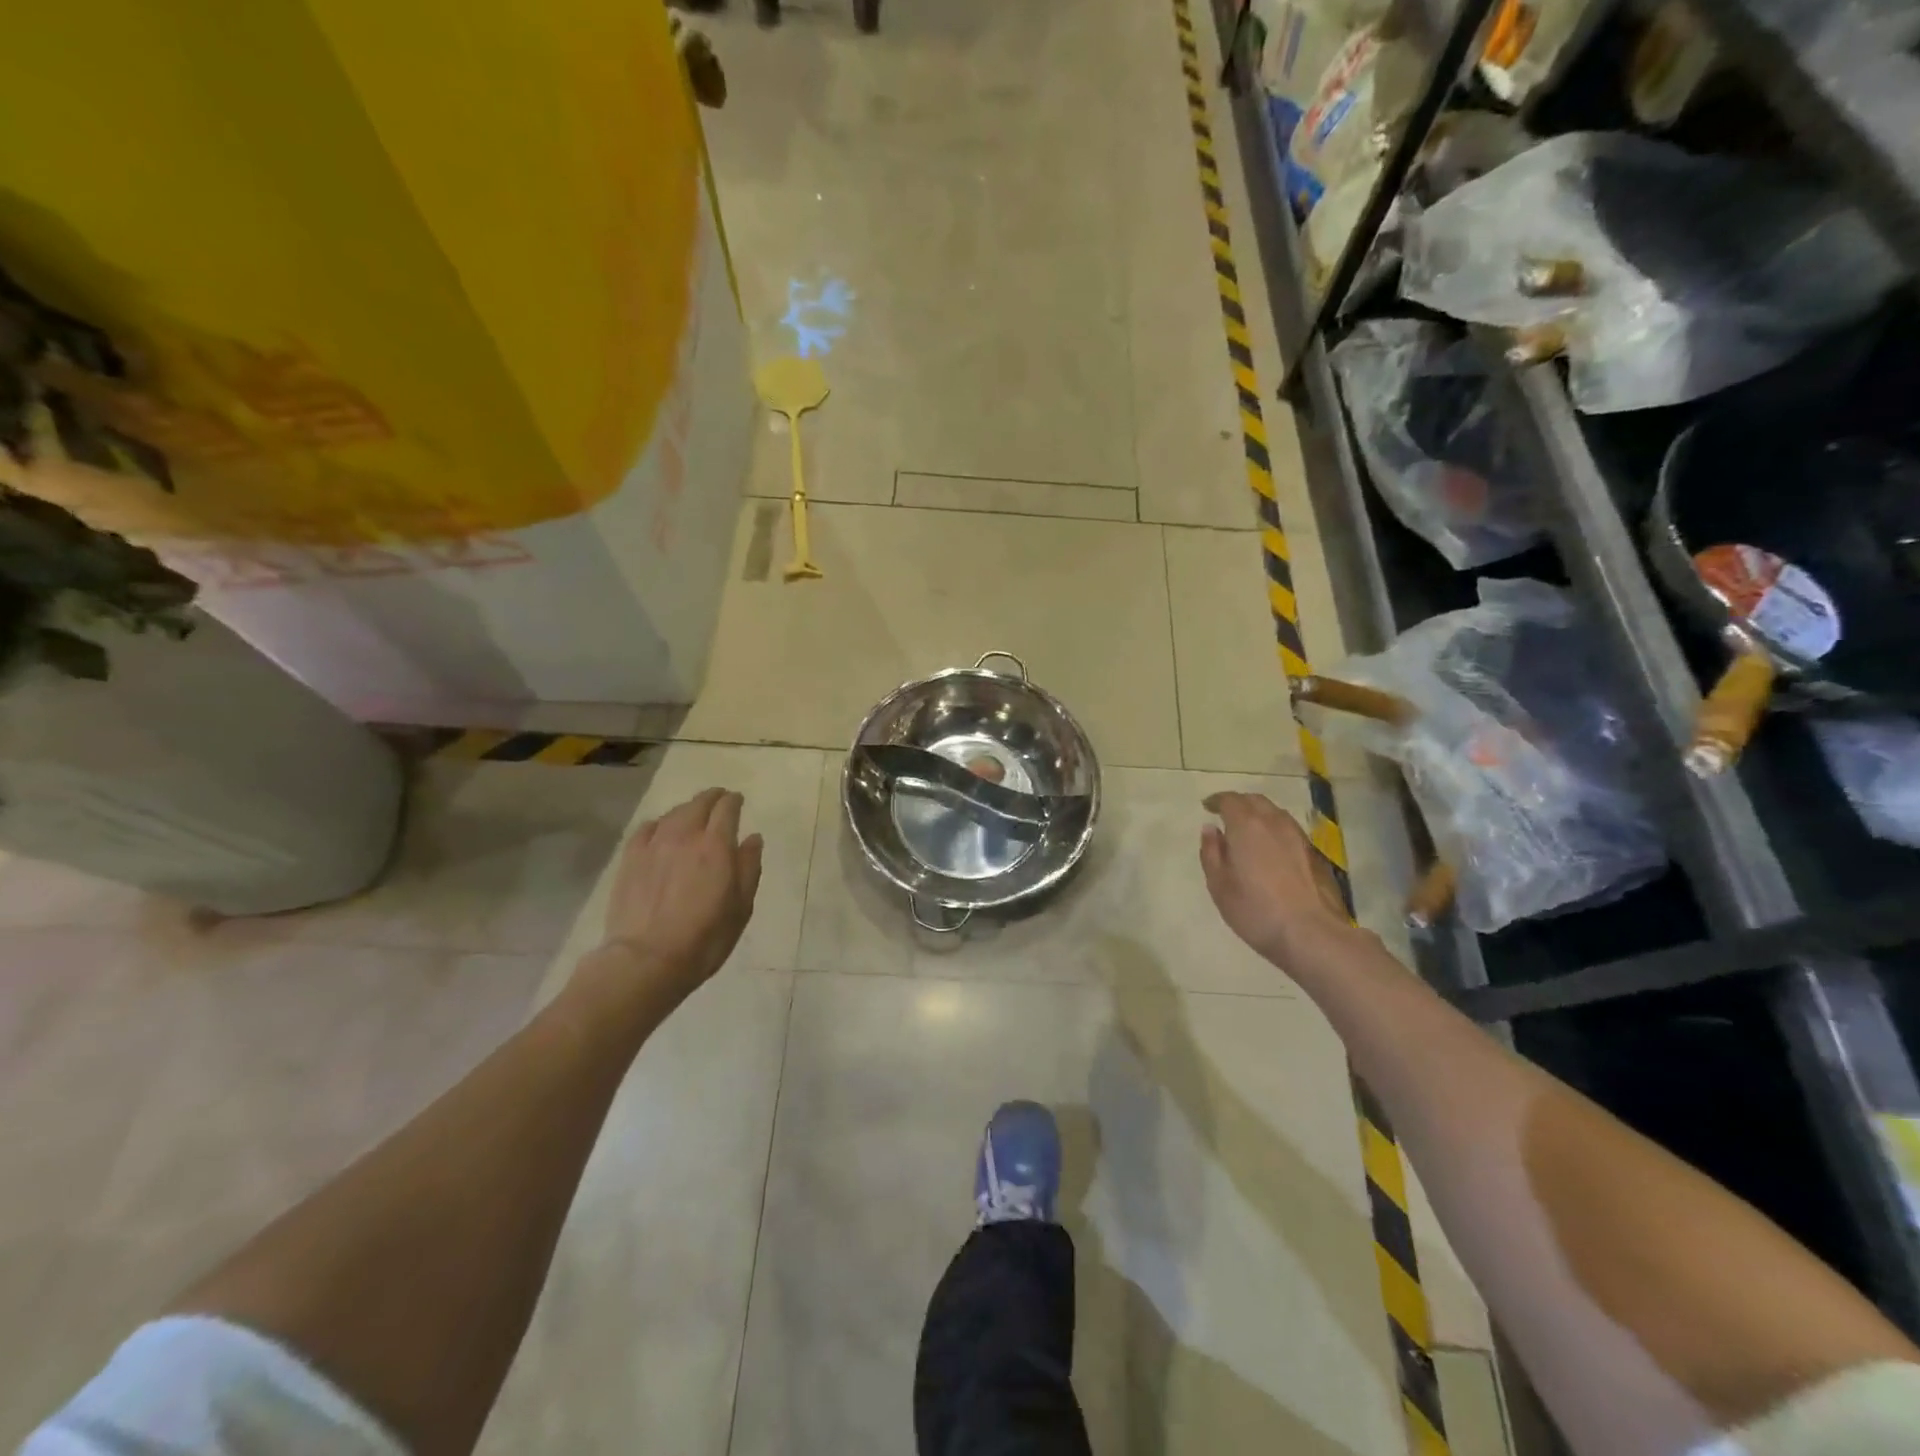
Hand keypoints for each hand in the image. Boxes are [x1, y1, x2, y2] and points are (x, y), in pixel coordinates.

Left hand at [587, 787, 763, 1010]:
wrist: (646, 960)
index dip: (734, 801)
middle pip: (699, 803)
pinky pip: (647, 828)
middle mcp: (685, 835)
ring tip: (693, 816)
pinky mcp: (630, 858)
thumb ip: (749, 867)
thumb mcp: (741, 907)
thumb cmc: (704, 938)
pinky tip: (661, 832)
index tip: (738, 801)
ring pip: (673, 813)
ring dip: (687, 809)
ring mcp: (654, 844)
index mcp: (716, 846)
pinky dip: (660, 823)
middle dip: (712, 798)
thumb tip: (753, 838)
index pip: (727, 808)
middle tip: (719, 801)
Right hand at [1199, 792, 1351, 968]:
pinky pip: (1290, 830)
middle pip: (1256, 801)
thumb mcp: (1219, 885)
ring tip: (1249, 831)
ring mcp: (1299, 837)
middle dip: (1239, 804)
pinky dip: (1275, 831)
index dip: (1217, 801)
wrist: (1312, 934)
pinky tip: (1272, 850)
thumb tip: (1211, 829)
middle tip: (1227, 816)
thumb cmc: (1256, 910)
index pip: (1230, 800)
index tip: (1207, 807)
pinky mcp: (1316, 854)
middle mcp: (1275, 823)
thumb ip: (1211, 852)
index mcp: (1247, 826)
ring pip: (1276, 814)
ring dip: (1259, 815)